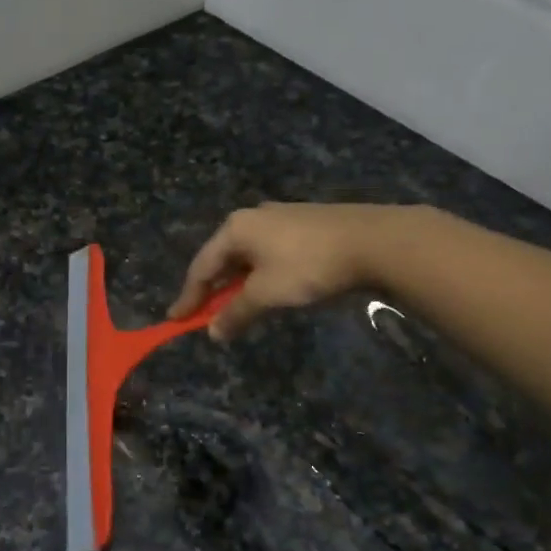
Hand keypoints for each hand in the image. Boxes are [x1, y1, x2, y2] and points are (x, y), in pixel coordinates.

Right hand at [170, 203, 409, 340]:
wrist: (374, 241)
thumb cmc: (308, 266)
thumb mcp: (266, 294)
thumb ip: (236, 313)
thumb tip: (213, 332)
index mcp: (236, 228)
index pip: (201, 267)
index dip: (188, 297)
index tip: (175, 320)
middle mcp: (253, 217)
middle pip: (223, 258)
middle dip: (213, 289)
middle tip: (205, 315)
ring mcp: (281, 218)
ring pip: (248, 256)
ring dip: (238, 284)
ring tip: (237, 307)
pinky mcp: (305, 225)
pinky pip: (270, 253)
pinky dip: (261, 275)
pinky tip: (270, 290)